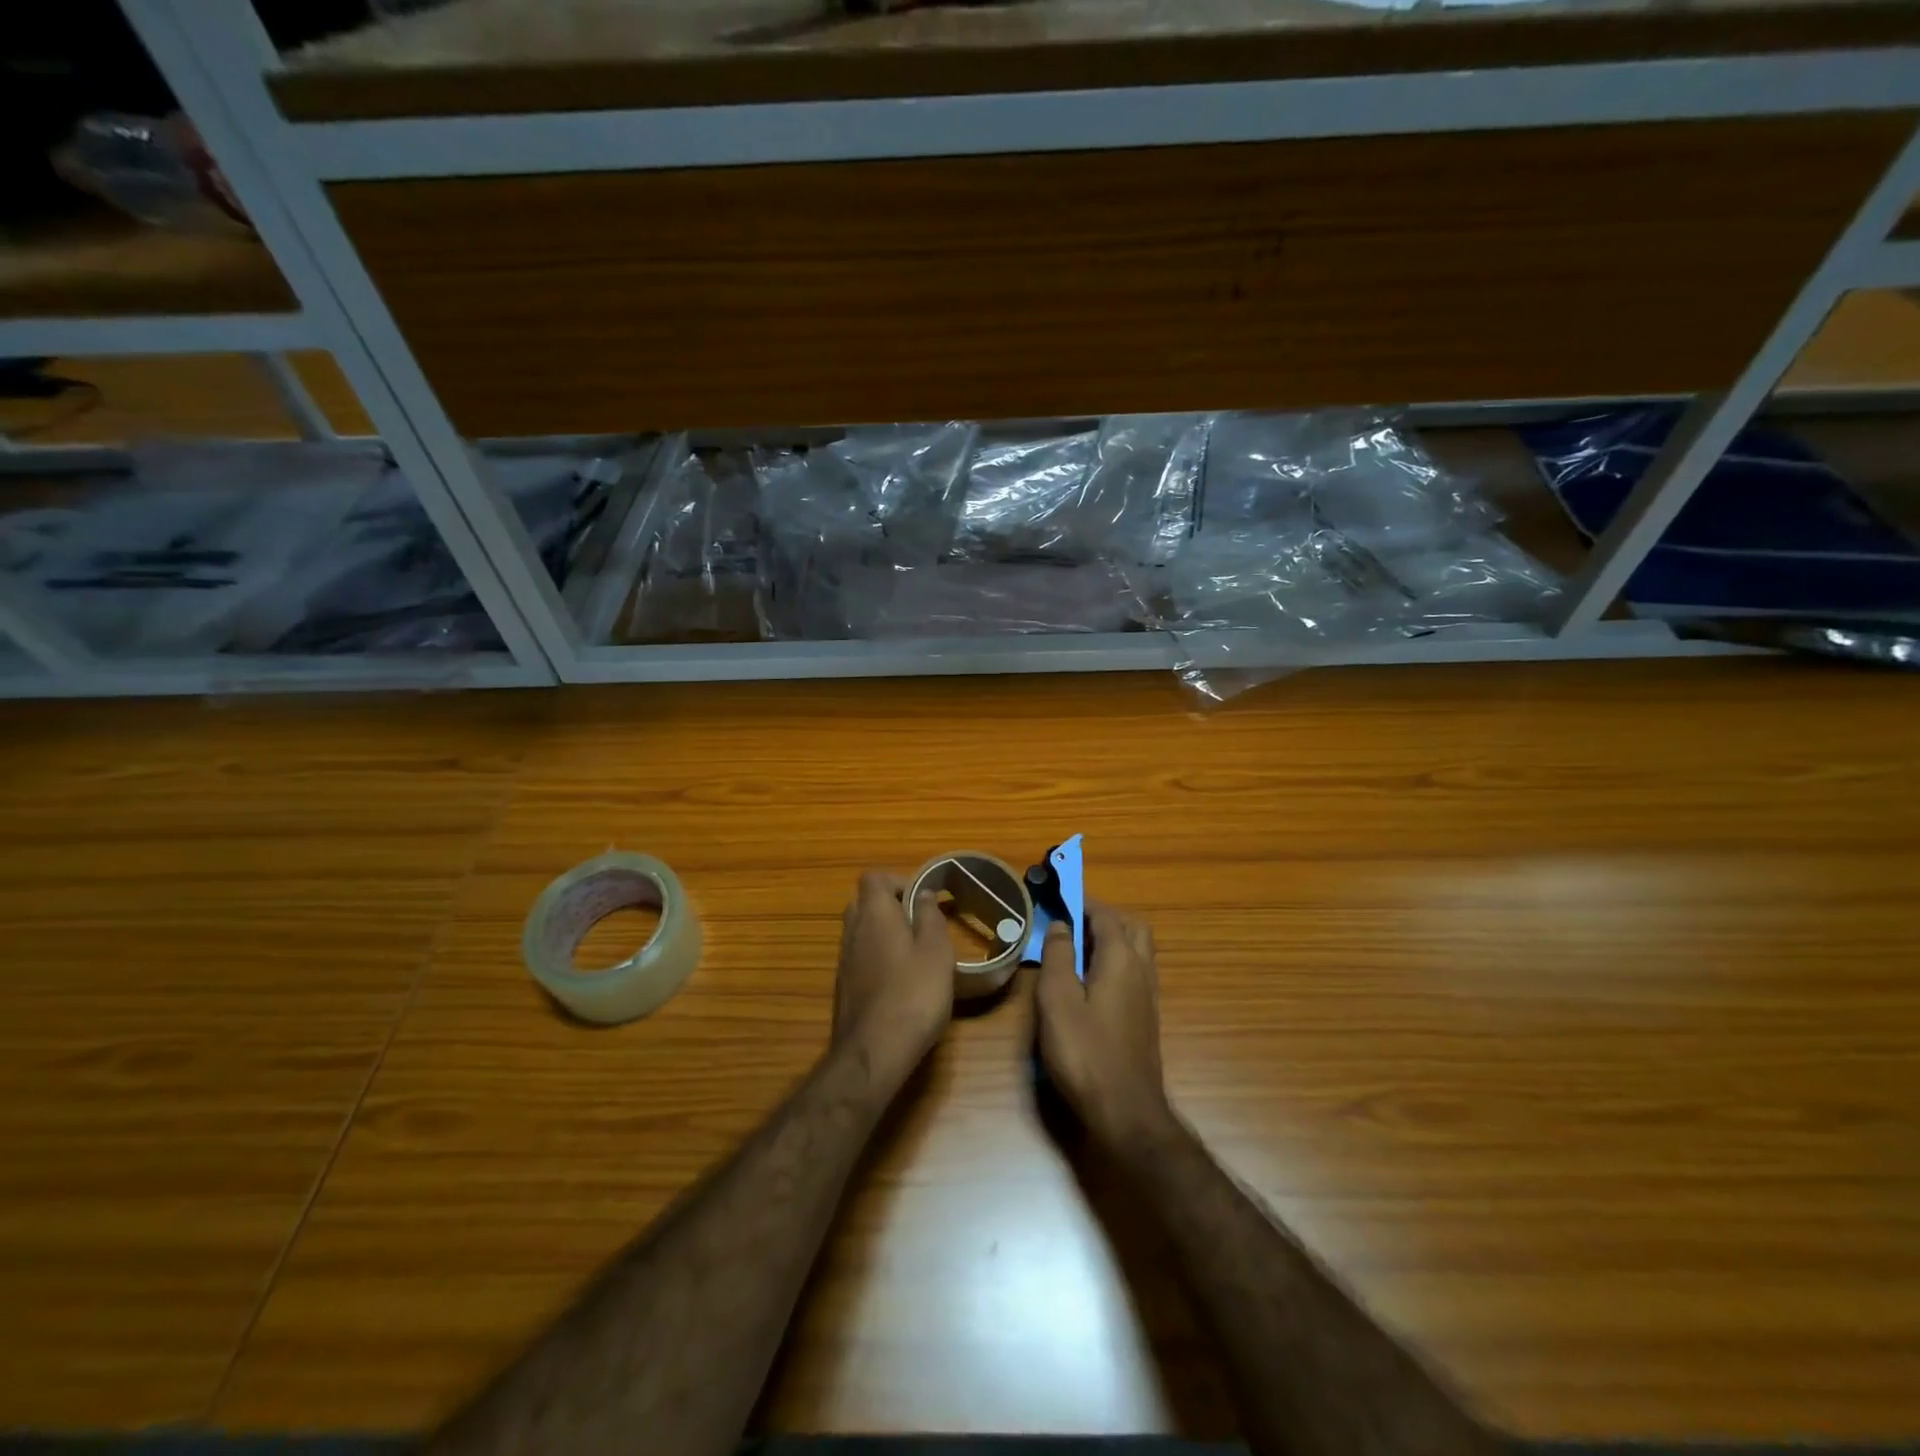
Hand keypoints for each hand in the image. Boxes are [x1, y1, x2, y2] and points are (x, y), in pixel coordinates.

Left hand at [832, 871, 955, 1083]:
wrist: (873, 1051)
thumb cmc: (913, 993)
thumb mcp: (936, 950)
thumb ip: (930, 916)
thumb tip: (923, 893)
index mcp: (874, 913)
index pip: (873, 878)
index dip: (897, 880)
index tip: (922, 898)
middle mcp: (852, 930)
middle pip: (865, 903)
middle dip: (892, 907)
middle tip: (921, 924)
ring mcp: (844, 960)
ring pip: (862, 931)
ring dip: (885, 934)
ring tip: (917, 954)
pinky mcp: (844, 987)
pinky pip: (861, 958)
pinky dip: (879, 959)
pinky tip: (902, 982)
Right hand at [1035, 900, 1174, 1153]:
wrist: (1126, 1111)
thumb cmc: (1085, 1053)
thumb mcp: (1058, 1000)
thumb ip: (1059, 957)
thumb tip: (1062, 925)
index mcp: (1121, 959)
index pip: (1106, 915)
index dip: (1083, 901)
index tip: (1059, 895)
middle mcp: (1141, 969)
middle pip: (1130, 926)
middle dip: (1103, 916)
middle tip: (1071, 922)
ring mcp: (1148, 994)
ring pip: (1137, 949)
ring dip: (1111, 938)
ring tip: (1076, 948)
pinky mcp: (1146, 1015)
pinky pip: (1134, 970)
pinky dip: (1115, 960)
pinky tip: (1090, 981)